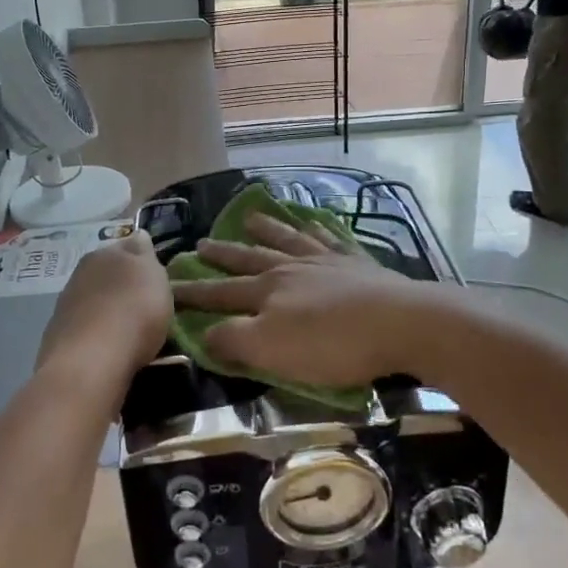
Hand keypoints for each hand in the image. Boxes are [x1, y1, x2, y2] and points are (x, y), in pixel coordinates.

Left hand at [40, 230, 171, 382]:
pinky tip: (108, 349)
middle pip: (108, 273)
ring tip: (127, 332)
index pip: (128, 246)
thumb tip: (138, 236)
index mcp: (105, 253)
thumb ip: (144, 254)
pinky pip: (85, 329)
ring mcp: (65, 306)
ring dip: (108, 310)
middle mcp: (80, 273)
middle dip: (122, 285)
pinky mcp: (57, 337)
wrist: (91, 361)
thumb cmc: (133, 311)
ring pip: (94, 301)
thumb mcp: (153, 275)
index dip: (143, 259)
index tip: (155, 277)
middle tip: (144, 304)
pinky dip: (96, 334)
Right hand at [171, 213, 444, 387]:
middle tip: (201, 243)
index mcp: (268, 291)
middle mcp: (291, 268)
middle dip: (224, 254)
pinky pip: (330, 238)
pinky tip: (314, 222)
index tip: (168, 285)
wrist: (400, 323)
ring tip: (251, 217)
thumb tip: (203, 332)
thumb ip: (234, 340)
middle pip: (250, 258)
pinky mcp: (357, 262)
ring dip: (267, 229)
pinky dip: (318, 228)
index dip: (193, 291)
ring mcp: (326, 260)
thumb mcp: (272, 351)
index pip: (220, 292)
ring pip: (288, 239)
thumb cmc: (332, 344)